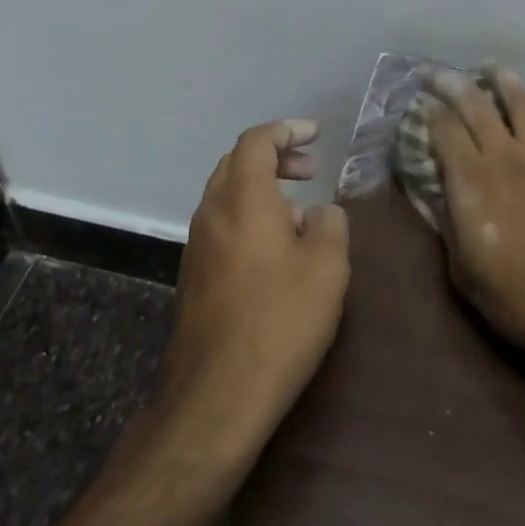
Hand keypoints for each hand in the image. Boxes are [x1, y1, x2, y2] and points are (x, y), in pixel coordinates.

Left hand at [156, 120, 350, 461]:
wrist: (216, 395)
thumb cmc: (279, 321)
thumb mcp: (327, 267)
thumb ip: (331, 225)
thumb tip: (321, 213)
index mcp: (243, 197)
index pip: (257, 141)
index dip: (287, 130)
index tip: (316, 134)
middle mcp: (212, 211)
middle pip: (237, 162)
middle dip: (275, 156)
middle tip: (309, 168)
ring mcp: (197, 245)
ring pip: (227, 194)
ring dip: (262, 188)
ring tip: (300, 211)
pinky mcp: (193, 276)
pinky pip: (222, 224)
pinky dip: (249, 216)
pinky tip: (276, 250)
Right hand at [423, 67, 524, 377]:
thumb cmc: (523, 300)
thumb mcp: (466, 274)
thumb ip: (446, 225)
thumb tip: (428, 191)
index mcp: (473, 182)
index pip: (444, 131)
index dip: (428, 113)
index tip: (419, 103)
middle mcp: (506, 156)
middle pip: (475, 105)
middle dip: (452, 83)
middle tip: (436, 72)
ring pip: (519, 102)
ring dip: (501, 79)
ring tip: (490, 67)